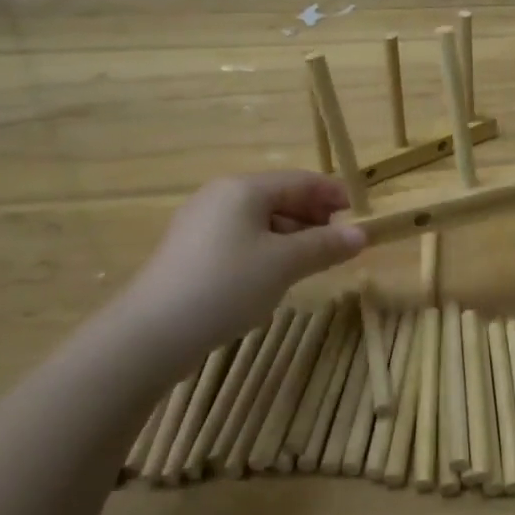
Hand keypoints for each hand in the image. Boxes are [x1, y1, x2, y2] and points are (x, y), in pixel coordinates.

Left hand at [103, 172, 365, 375]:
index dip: (333, 195)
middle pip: (279, 198)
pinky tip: (274, 276)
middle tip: (340, 243)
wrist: (152, 333)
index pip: (300, 180)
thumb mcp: (285, 264)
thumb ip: (325, 245)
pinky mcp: (190, 253)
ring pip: (259, 221)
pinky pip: (240, 240)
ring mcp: (200, 225)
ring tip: (313, 262)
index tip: (360, 215)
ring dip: (292, 236)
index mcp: (243, 189)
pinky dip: (266, 250)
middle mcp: (220, 197)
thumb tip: (361, 234)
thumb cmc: (226, 285)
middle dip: (314, 217)